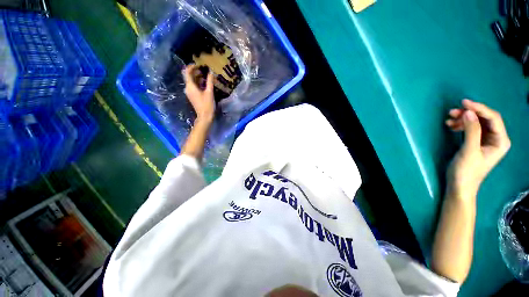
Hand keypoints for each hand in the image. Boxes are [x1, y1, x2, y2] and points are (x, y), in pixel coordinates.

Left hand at [182, 64, 215, 123]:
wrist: (204, 116)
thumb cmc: (207, 105)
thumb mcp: (209, 92)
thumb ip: (210, 81)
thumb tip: (211, 72)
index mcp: (190, 86)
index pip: (187, 72)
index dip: (192, 66)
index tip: (199, 64)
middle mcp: (187, 88)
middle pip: (188, 76)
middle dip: (195, 71)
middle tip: (204, 69)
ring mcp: (189, 92)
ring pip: (191, 81)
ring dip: (197, 77)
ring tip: (206, 75)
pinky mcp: (192, 96)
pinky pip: (193, 86)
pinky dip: (198, 82)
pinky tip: (205, 83)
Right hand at [445, 99, 510, 199]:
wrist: (459, 186)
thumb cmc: (467, 171)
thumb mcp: (469, 151)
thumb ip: (471, 131)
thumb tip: (468, 112)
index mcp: (500, 141)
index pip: (493, 118)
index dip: (480, 109)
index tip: (464, 103)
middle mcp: (496, 138)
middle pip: (485, 119)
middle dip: (470, 113)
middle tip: (453, 112)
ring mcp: (486, 140)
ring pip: (476, 122)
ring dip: (463, 119)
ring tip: (449, 119)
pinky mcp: (476, 142)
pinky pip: (470, 128)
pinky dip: (461, 125)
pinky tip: (451, 126)